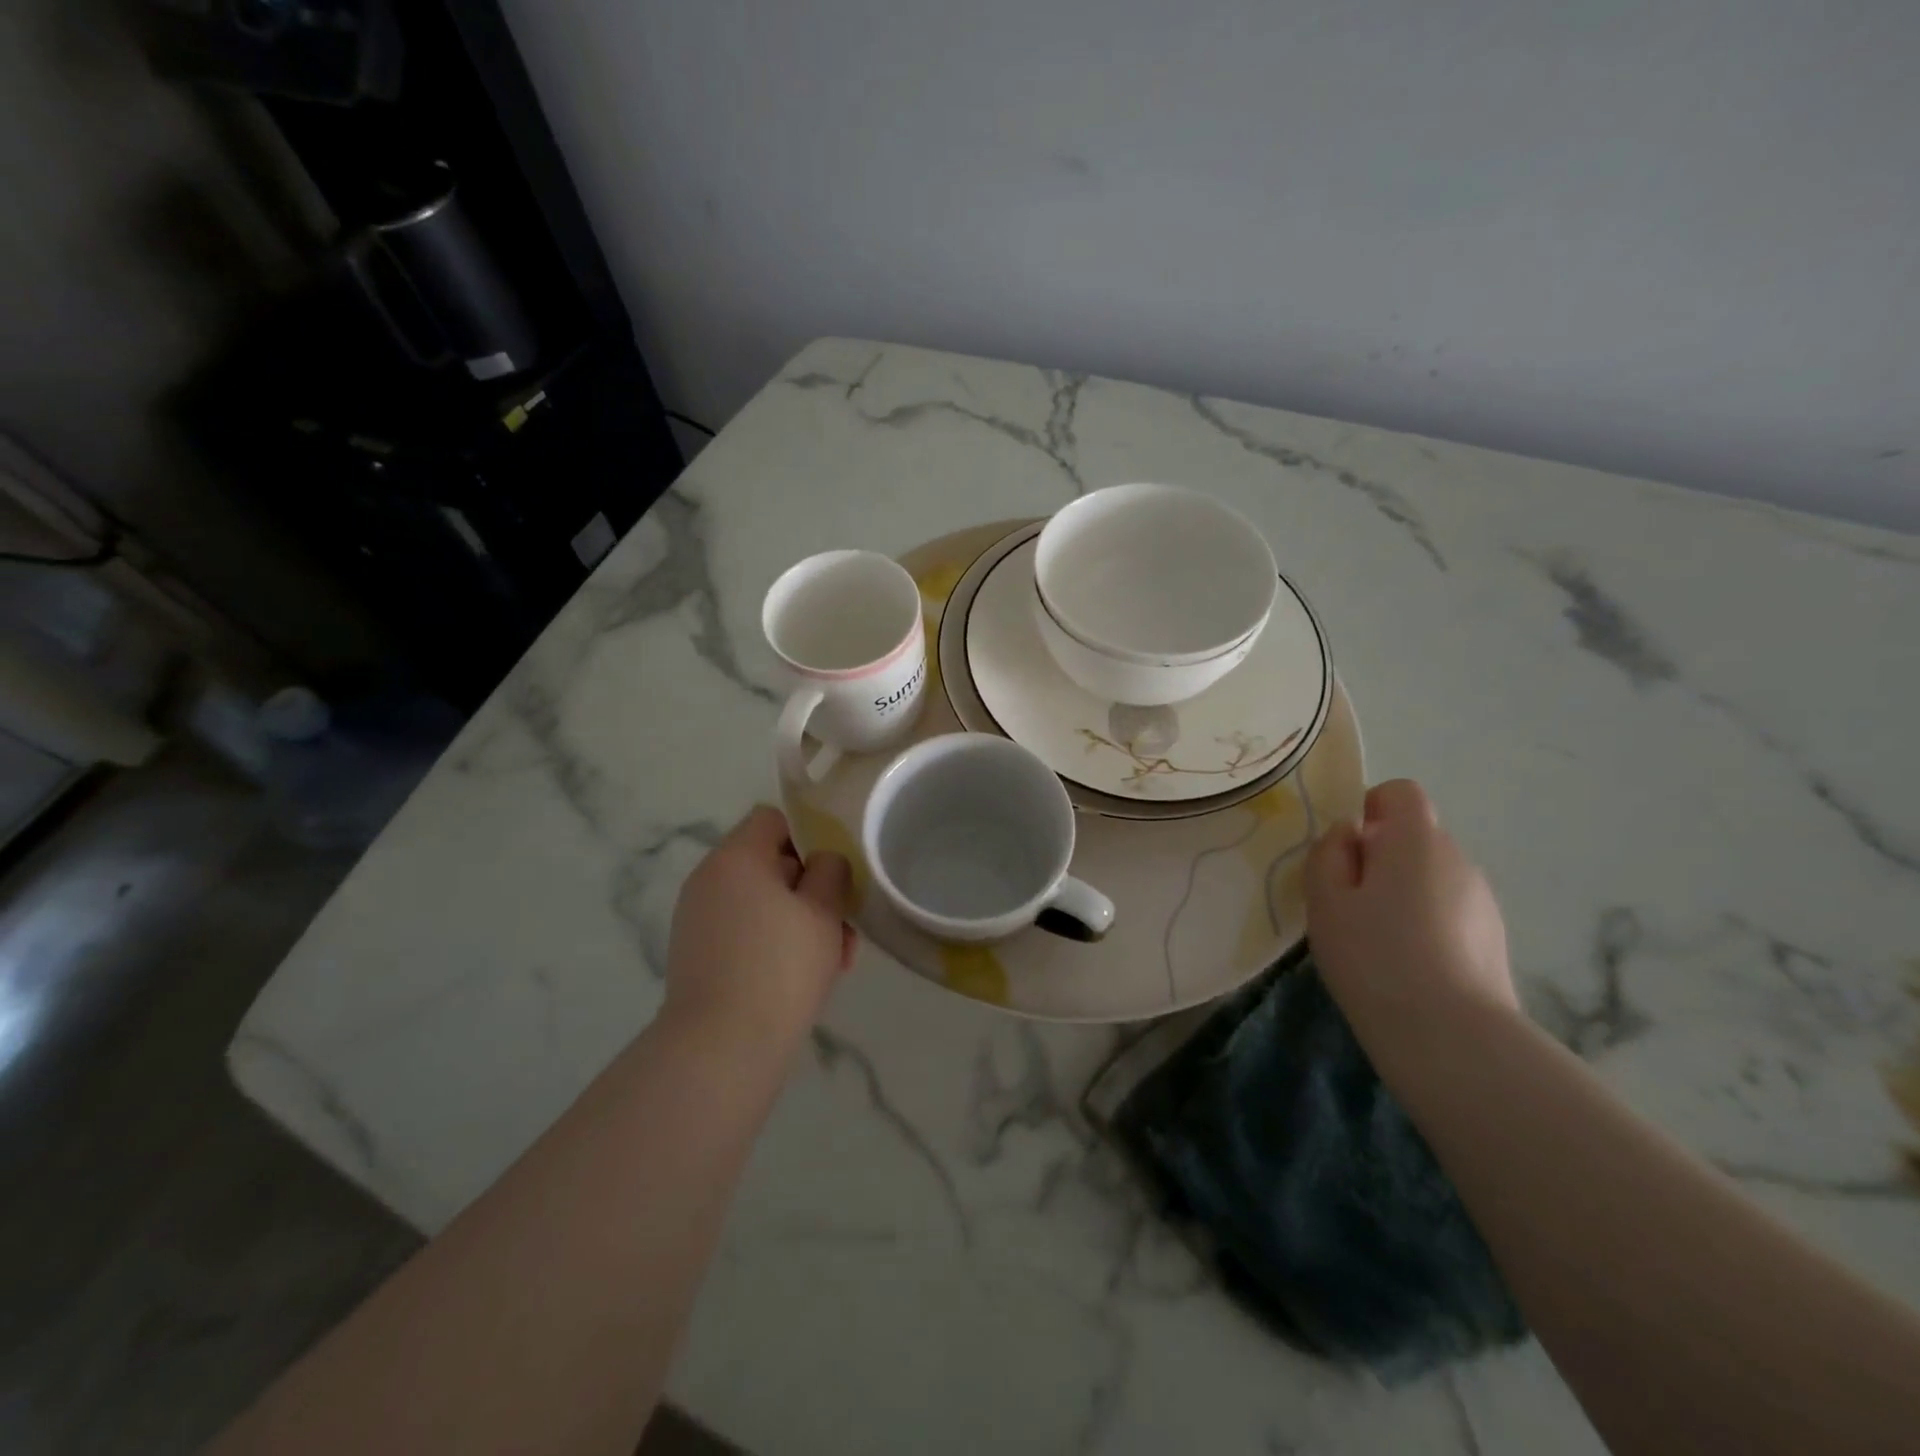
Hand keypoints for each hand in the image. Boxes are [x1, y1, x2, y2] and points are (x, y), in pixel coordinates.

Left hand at [664, 806, 855, 1046]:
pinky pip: (743, 932)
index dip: (809, 836)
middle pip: (769, 864)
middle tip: (843, 927)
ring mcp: (697, 919)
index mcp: (735, 857)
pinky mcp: (696, 955)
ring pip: (761, 903)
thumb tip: (823, 862)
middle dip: (811, 890)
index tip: (834, 871)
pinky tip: (803, 978)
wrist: (721, 1048)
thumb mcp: (824, 910)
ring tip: (834, 961)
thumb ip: (831, 871)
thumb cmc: (780, 966)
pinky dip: (773, 943)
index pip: (773, 819)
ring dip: (799, 921)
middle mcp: (708, 879)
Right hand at [1305, 779, 1516, 1051]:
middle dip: (1382, 857)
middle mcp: (1458, 859)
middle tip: (1351, 903)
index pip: (1400, 793)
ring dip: (1404, 892)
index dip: (1370, 809)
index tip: (1348, 850)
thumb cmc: (1374, 956)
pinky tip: (1408, 963)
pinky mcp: (1494, 938)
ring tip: (1378, 940)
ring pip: (1432, 877)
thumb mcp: (1325, 900)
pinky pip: (1449, 911)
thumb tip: (1350, 834)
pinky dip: (1426, 923)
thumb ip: (1329, 854)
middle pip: (1416, 836)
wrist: (1452, 1037)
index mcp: (1416, 840)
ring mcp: (1483, 900)